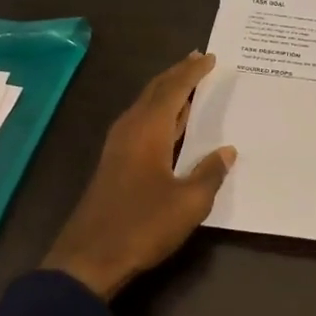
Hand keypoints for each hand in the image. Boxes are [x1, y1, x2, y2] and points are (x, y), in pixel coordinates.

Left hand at [41, 53, 236, 300]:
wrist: (89, 257)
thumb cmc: (142, 225)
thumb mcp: (188, 203)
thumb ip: (209, 174)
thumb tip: (227, 152)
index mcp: (148, 130)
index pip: (174, 89)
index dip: (193, 72)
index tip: (211, 57)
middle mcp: (130, 129)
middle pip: (155, 91)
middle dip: (177, 74)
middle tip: (199, 60)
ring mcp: (119, 146)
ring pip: (145, 106)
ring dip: (167, 92)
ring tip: (189, 85)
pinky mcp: (115, 163)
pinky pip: (141, 123)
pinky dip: (160, 113)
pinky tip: (172, 125)